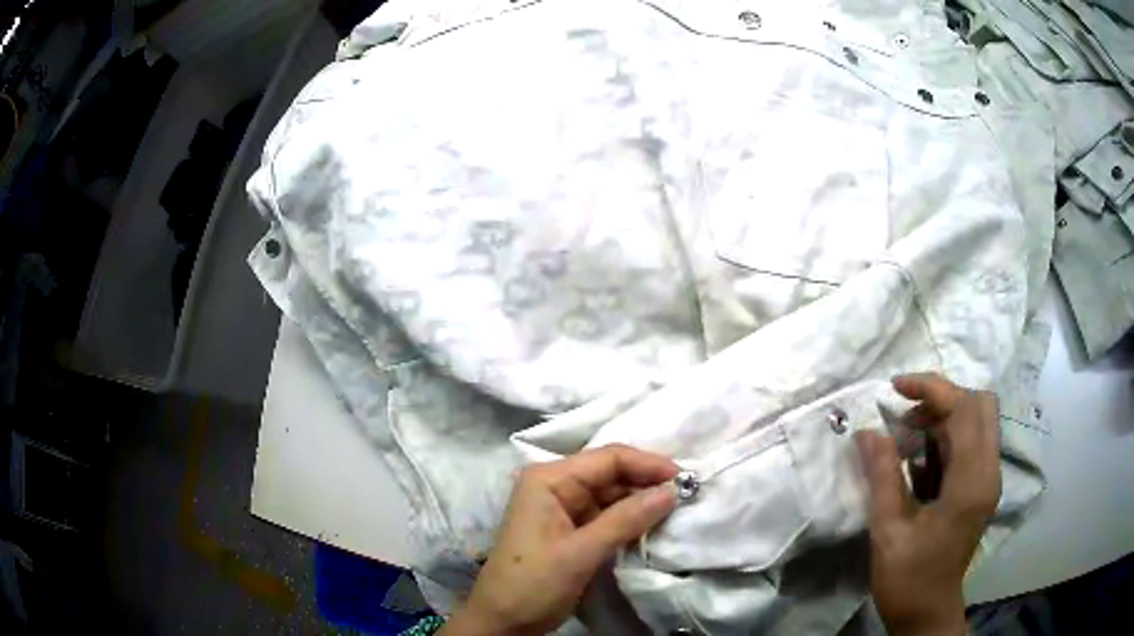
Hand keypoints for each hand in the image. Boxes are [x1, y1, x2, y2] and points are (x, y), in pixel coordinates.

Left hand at [441, 445, 678, 635]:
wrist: (504, 621)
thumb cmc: (533, 583)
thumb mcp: (580, 553)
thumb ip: (625, 520)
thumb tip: (670, 492)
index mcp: (549, 479)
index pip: (607, 458)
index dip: (647, 464)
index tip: (684, 478)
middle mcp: (555, 485)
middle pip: (610, 473)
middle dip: (647, 482)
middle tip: (687, 494)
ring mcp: (562, 507)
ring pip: (611, 494)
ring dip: (641, 501)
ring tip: (677, 508)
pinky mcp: (570, 529)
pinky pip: (607, 514)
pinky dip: (629, 518)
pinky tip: (653, 524)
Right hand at [856, 373, 1000, 635]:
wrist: (927, 612)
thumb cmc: (907, 578)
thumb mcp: (888, 531)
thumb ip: (882, 476)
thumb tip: (867, 431)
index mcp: (971, 483)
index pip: (965, 409)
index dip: (932, 389)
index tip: (895, 388)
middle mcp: (989, 472)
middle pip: (980, 405)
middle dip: (942, 398)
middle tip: (905, 414)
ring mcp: (988, 479)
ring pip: (977, 420)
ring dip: (943, 416)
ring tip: (906, 435)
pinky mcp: (981, 487)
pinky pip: (971, 442)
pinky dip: (946, 437)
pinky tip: (918, 459)